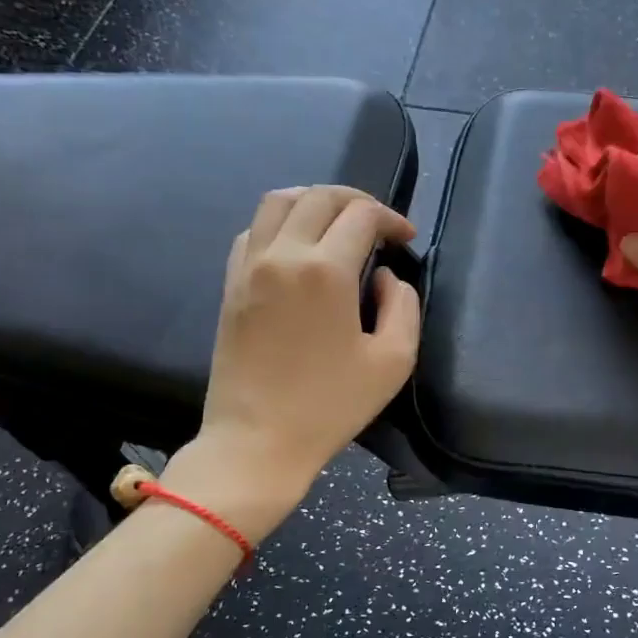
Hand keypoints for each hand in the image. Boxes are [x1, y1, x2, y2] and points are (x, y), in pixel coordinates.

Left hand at [174, 186, 419, 522]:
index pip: (361, 215)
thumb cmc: (330, 406)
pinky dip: (281, 222)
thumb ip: (403, 306)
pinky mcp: (231, 284)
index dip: (391, 219)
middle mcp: (281, 254)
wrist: (257, 441)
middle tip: (379, 224)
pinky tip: (298, 245)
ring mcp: (249, 267)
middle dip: (356, 201)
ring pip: (278, 201)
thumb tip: (385, 277)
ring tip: (338, 222)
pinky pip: (253, 230)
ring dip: (314, 201)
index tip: (406, 239)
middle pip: (319, 196)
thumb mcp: (393, 361)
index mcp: (324, 270)